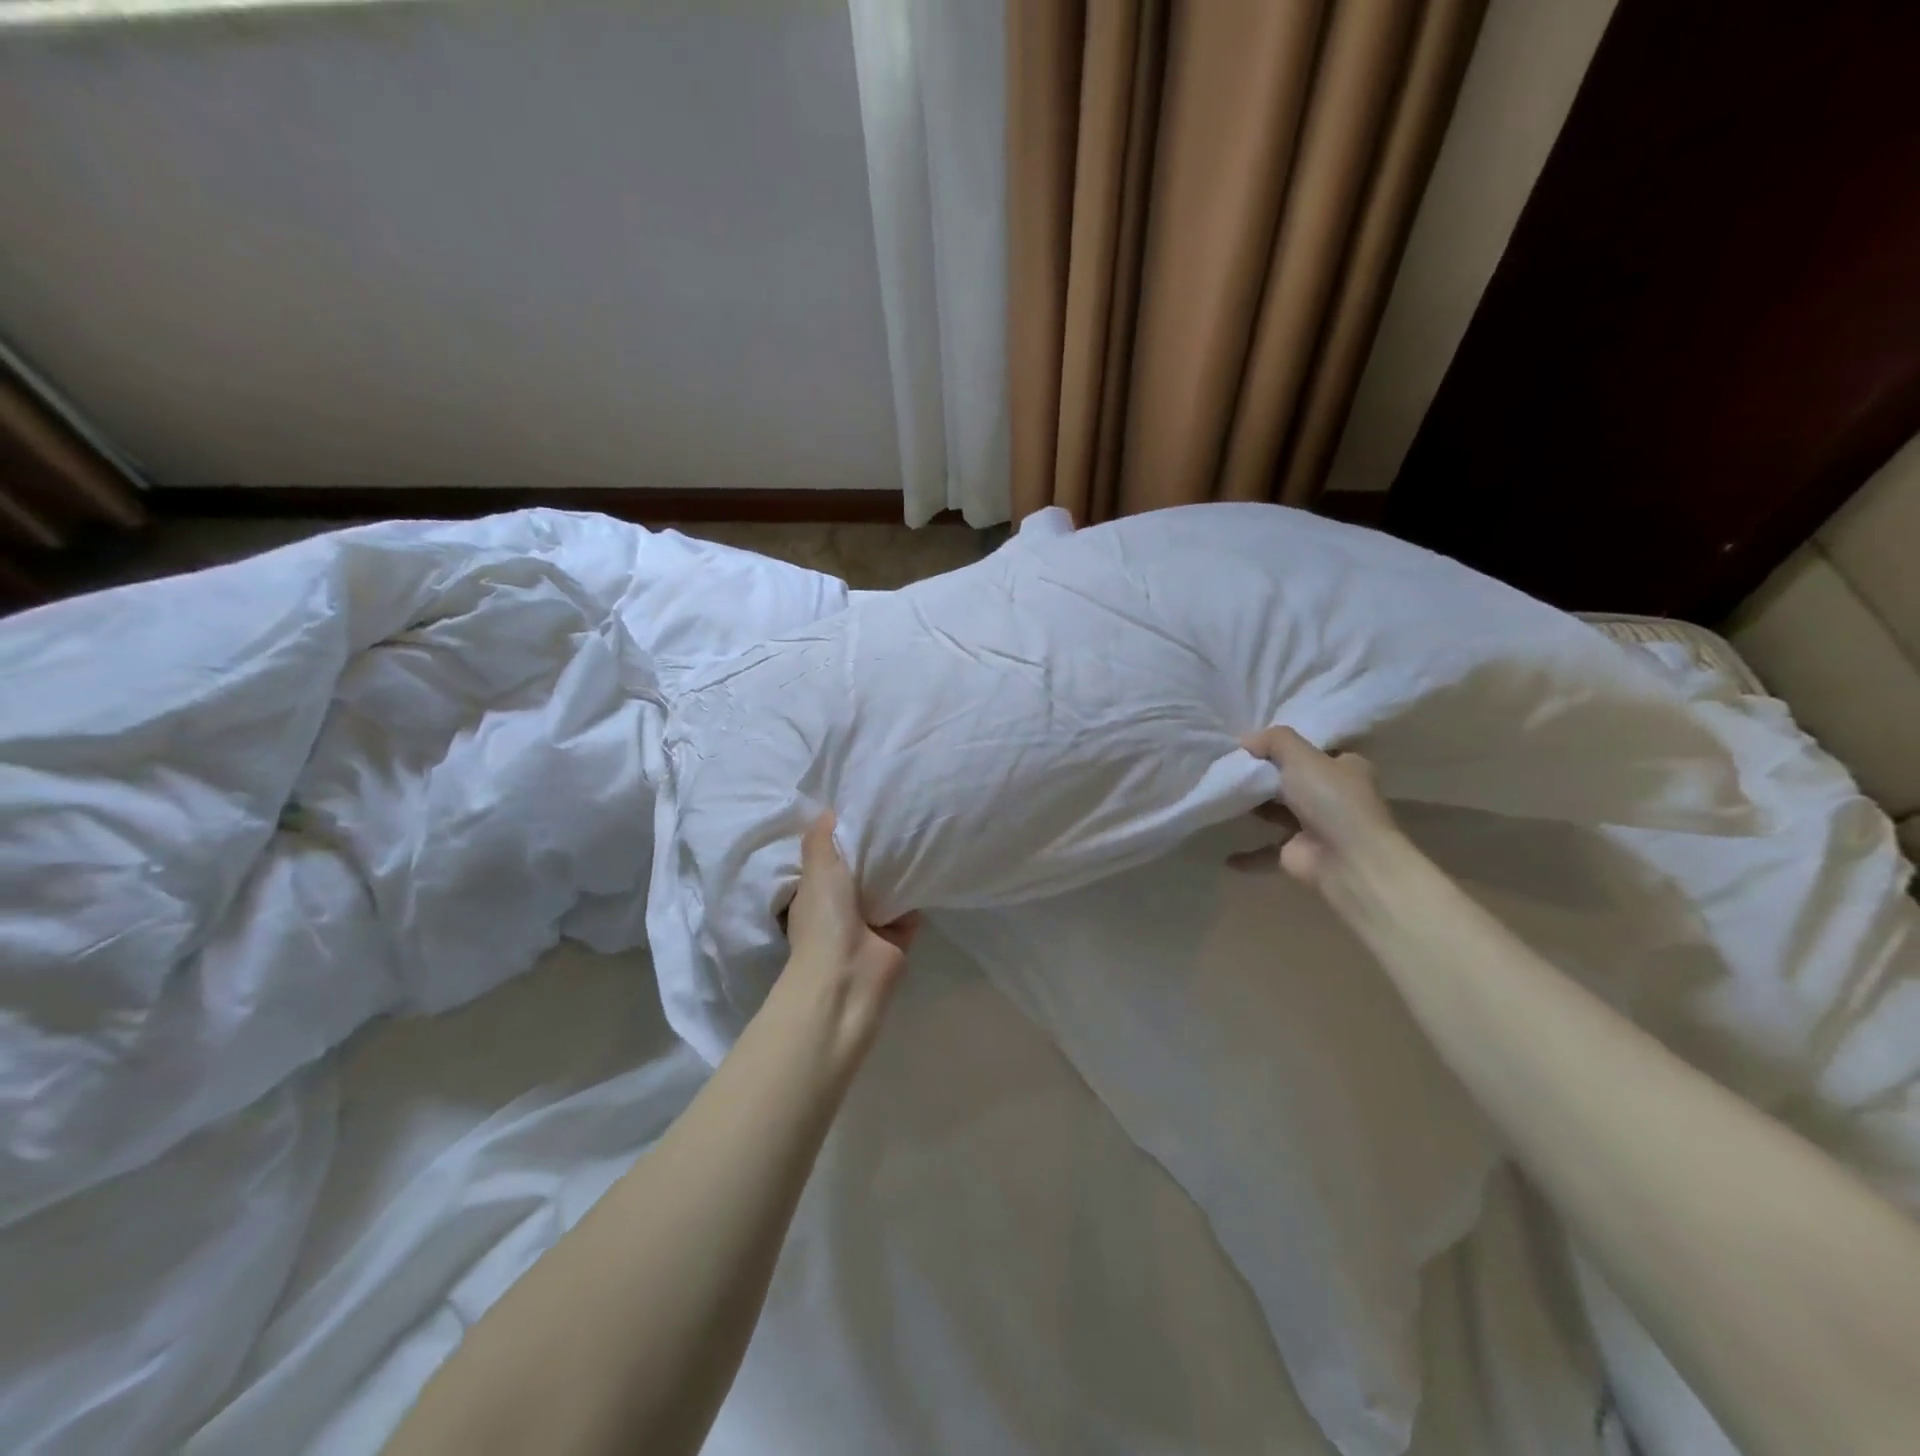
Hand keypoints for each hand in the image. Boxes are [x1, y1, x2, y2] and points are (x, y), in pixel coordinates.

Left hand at [782, 812, 918, 1056]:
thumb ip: (820, 839)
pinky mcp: (898, 936)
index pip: (827, 859)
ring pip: (886, 889)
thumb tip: (826, 811)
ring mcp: (870, 924)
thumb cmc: (826, 918)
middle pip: (860, 872)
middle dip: (873, 851)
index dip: (840, 837)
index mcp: (814, 893)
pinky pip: (910, 906)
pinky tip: (930, 862)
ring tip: (916, 831)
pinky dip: (917, 891)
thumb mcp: (817, 870)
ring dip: (898, 870)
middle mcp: (840, 908)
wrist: (851, 974)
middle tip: (894, 814)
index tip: (858, 808)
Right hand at [1229, 726, 1400, 888]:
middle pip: (1292, 780)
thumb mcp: (1301, 756)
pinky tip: (1224, 853)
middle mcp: (1334, 796)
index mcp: (1346, 768)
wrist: (1346, 859)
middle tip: (1228, 766)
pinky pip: (1266, 851)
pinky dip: (1247, 853)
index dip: (1286, 746)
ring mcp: (1316, 826)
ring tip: (1218, 796)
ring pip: (1277, 813)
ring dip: (1253, 809)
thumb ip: (1274, 740)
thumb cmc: (1331, 799)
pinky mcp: (1299, 853)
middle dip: (1263, 776)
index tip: (1252, 743)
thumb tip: (1246, 739)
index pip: (1314, 751)